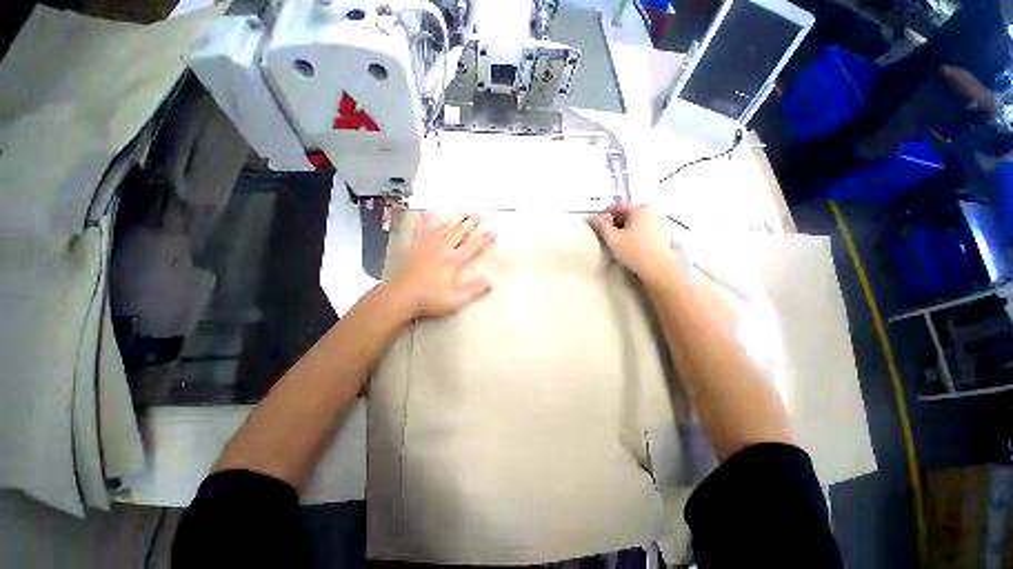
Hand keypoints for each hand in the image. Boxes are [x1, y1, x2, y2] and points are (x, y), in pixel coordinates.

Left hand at [389, 212, 496, 318]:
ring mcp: (426, 245)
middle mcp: (441, 248)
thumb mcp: (455, 300)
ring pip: (443, 228)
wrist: (400, 296)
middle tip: (479, 214)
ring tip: (462, 212)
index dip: (484, 239)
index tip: (493, 232)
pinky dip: (426, 220)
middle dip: (470, 223)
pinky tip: (427, 213)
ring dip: (454, 219)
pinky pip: (422, 229)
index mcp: (452, 260)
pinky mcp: (414, 246)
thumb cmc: (429, 299)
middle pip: (458, 232)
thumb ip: (473, 291)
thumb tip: (490, 283)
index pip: (472, 247)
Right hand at [586, 204, 680, 285]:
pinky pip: (645, 227)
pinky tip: (631, 243)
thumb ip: (601, 225)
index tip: (598, 223)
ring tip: (617, 239)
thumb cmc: (633, 251)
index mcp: (639, 210)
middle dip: (616, 220)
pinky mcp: (663, 233)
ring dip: (625, 226)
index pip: (618, 206)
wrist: (658, 268)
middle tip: (607, 232)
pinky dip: (635, 231)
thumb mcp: (612, 238)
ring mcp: (659, 222)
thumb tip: (591, 216)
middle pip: (629, 212)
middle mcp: (651, 212)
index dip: (605, 213)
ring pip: (637, 220)